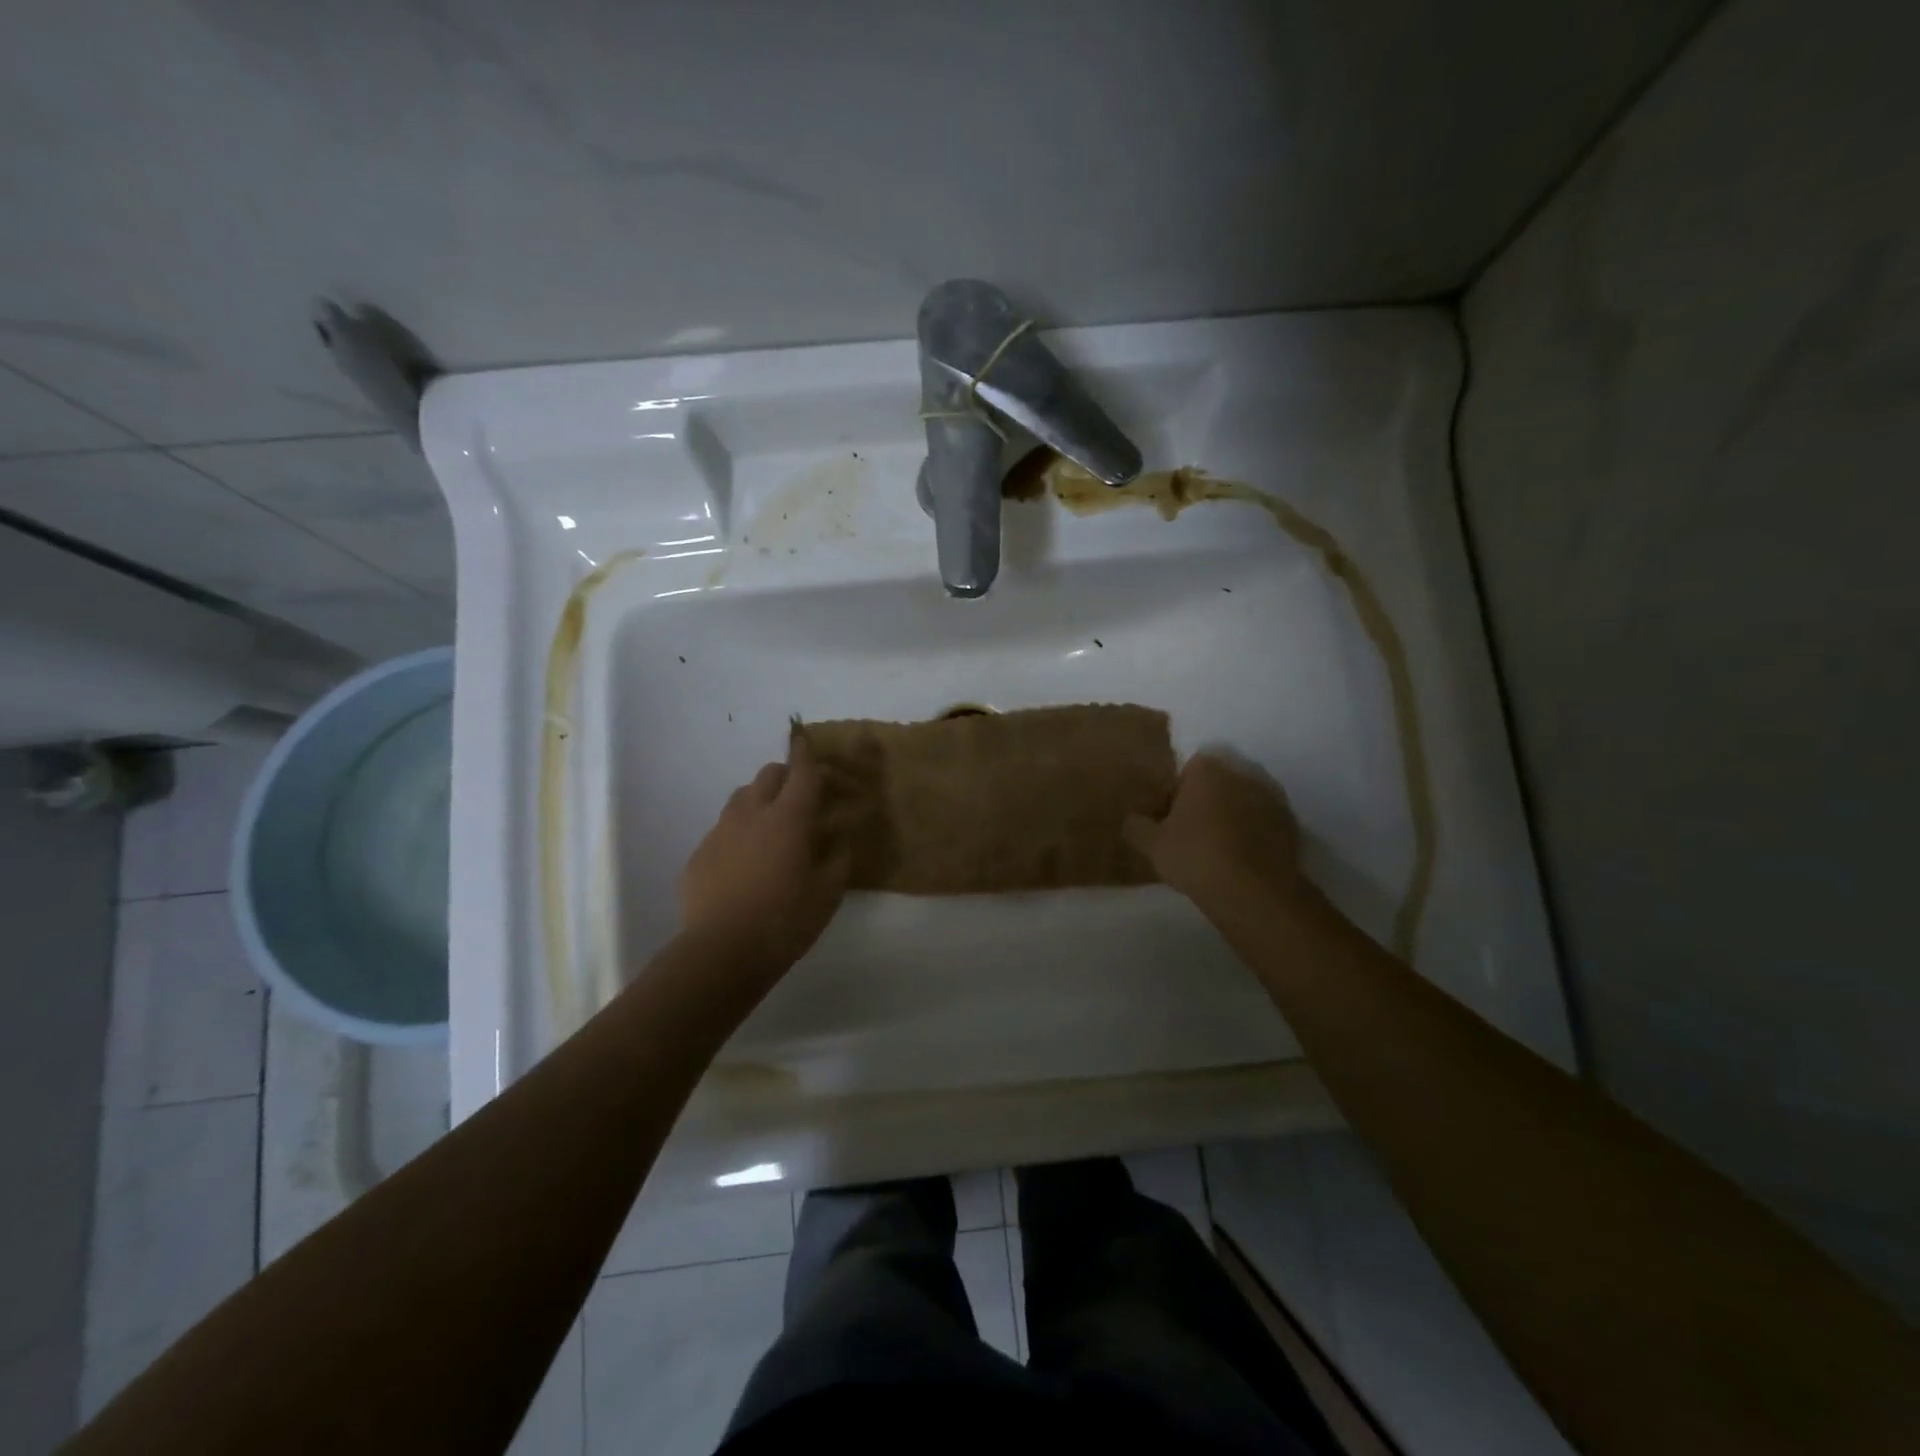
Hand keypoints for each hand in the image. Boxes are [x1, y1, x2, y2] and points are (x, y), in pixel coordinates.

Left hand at [679, 735, 849, 974]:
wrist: (722, 951)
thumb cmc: (786, 919)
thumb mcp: (829, 891)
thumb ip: (838, 857)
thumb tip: (838, 838)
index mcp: (789, 817)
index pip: (801, 772)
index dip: (806, 753)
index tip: (806, 739)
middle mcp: (752, 813)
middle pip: (768, 775)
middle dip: (786, 775)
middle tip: (800, 795)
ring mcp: (720, 832)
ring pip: (741, 798)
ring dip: (760, 799)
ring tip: (772, 826)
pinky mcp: (699, 854)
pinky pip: (723, 830)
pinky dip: (739, 833)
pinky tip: (745, 861)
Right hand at [1124, 752, 1305, 909]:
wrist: (1254, 891)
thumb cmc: (1195, 856)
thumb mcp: (1152, 844)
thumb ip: (1136, 826)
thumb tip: (1132, 820)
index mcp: (1207, 770)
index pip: (1186, 770)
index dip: (1176, 794)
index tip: (1169, 820)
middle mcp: (1242, 773)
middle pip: (1217, 784)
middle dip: (1206, 803)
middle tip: (1191, 834)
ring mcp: (1271, 798)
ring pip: (1242, 803)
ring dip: (1231, 818)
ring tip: (1217, 851)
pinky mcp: (1291, 825)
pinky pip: (1263, 824)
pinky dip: (1253, 836)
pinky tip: (1241, 862)